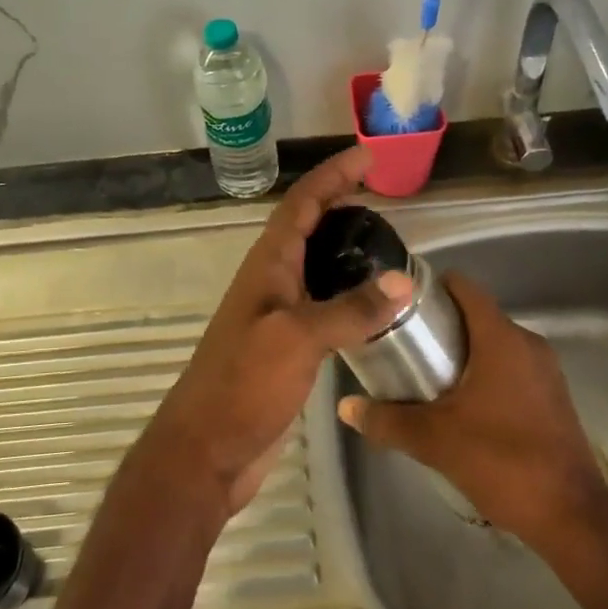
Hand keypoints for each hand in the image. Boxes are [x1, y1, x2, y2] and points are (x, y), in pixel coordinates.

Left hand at [136, 147, 412, 518]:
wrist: (206, 452)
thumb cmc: (243, 386)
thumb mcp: (297, 340)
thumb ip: (349, 311)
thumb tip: (401, 282)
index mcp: (267, 267)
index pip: (301, 205)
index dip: (331, 176)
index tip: (366, 157)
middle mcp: (271, 282)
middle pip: (306, 228)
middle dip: (338, 202)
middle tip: (381, 195)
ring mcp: (277, 315)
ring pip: (314, 265)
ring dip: (343, 246)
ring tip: (384, 241)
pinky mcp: (287, 348)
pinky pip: (321, 304)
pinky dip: (346, 292)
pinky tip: (371, 304)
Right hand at [336, 272, 607, 549]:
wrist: (570, 515)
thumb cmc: (501, 460)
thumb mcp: (434, 439)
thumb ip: (387, 419)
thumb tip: (346, 407)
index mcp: (501, 338)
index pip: (465, 288)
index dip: (432, 288)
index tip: (400, 303)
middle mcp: (527, 343)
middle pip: (477, 316)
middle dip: (441, 326)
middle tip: (403, 345)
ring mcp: (545, 371)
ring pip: (495, 344)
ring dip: (463, 353)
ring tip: (425, 376)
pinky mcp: (553, 397)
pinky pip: (512, 368)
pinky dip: (485, 374)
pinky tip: (462, 405)